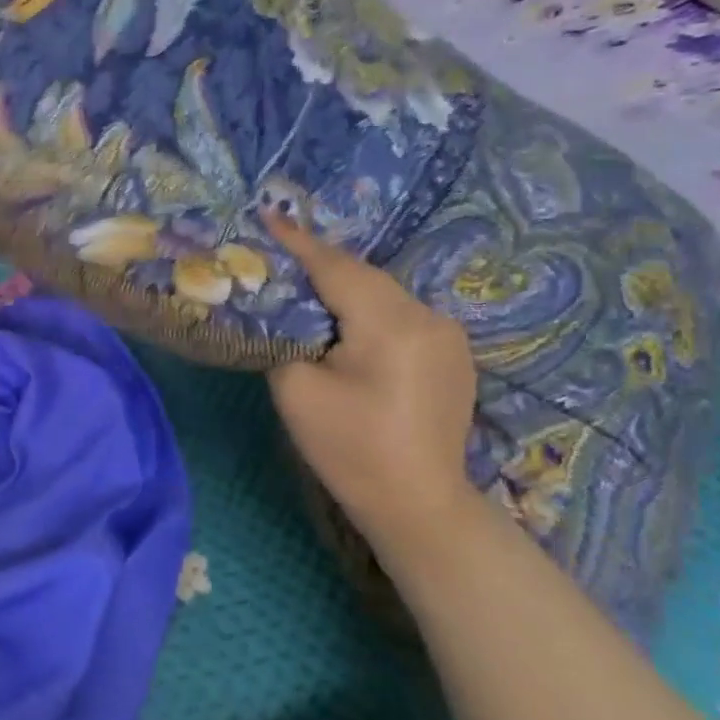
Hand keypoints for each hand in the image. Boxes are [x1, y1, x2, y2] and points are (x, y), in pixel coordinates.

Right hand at [262, 212, 477, 552]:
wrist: (418, 505)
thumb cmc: (350, 449)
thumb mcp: (296, 390)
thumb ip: (284, 335)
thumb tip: (282, 308)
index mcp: (391, 325)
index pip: (336, 268)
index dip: (298, 242)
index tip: (268, 215)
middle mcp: (428, 317)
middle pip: (362, 276)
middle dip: (318, 262)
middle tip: (276, 252)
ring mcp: (447, 334)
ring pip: (382, 292)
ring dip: (343, 285)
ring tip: (303, 283)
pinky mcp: (452, 352)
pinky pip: (399, 313)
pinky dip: (366, 306)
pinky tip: (343, 319)